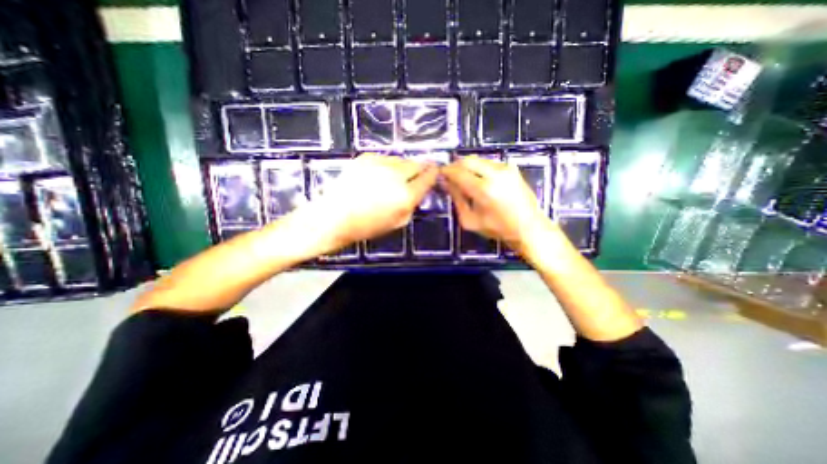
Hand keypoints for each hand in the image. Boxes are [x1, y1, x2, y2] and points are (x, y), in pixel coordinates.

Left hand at [310, 154, 439, 252]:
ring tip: (392, 179)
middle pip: (417, 163)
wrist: (334, 217)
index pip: (428, 177)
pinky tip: (377, 176)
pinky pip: (385, 158)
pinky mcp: (366, 158)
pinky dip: (386, 165)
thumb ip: (412, 204)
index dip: (433, 173)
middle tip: (413, 177)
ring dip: (402, 167)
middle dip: (418, 169)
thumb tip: (418, 190)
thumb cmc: (367, 226)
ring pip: (401, 159)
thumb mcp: (398, 222)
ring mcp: (380, 164)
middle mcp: (396, 176)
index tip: (434, 171)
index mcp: (406, 196)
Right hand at [442, 156, 558, 256]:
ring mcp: (505, 169)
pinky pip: (489, 163)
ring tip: (463, 178)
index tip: (440, 174)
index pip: (458, 172)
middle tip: (450, 175)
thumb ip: (457, 199)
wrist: (528, 227)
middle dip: (455, 165)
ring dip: (467, 166)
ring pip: (478, 159)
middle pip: (467, 160)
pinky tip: (478, 179)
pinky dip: (479, 167)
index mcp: (483, 189)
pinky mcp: (512, 168)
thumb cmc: (497, 228)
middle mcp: (495, 174)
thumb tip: (446, 183)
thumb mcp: (470, 220)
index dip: (446, 171)